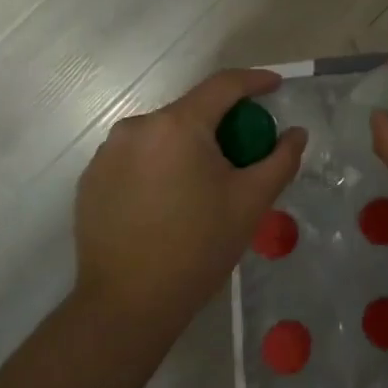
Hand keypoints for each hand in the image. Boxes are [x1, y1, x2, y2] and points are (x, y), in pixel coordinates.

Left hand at [74, 70, 305, 338]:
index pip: (223, 86)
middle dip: (222, 123)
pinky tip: (170, 201)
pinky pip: (136, 157)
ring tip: (205, 183)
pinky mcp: (91, 179)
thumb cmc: (198, 248)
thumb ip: (280, 159)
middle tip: (245, 152)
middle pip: (191, 111)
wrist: (128, 305)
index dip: (255, 81)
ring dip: (188, 146)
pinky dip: (159, 166)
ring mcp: (107, 153)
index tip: (276, 86)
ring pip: (162, 135)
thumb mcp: (251, 202)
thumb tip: (296, 133)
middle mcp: (136, 127)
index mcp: (176, 125)